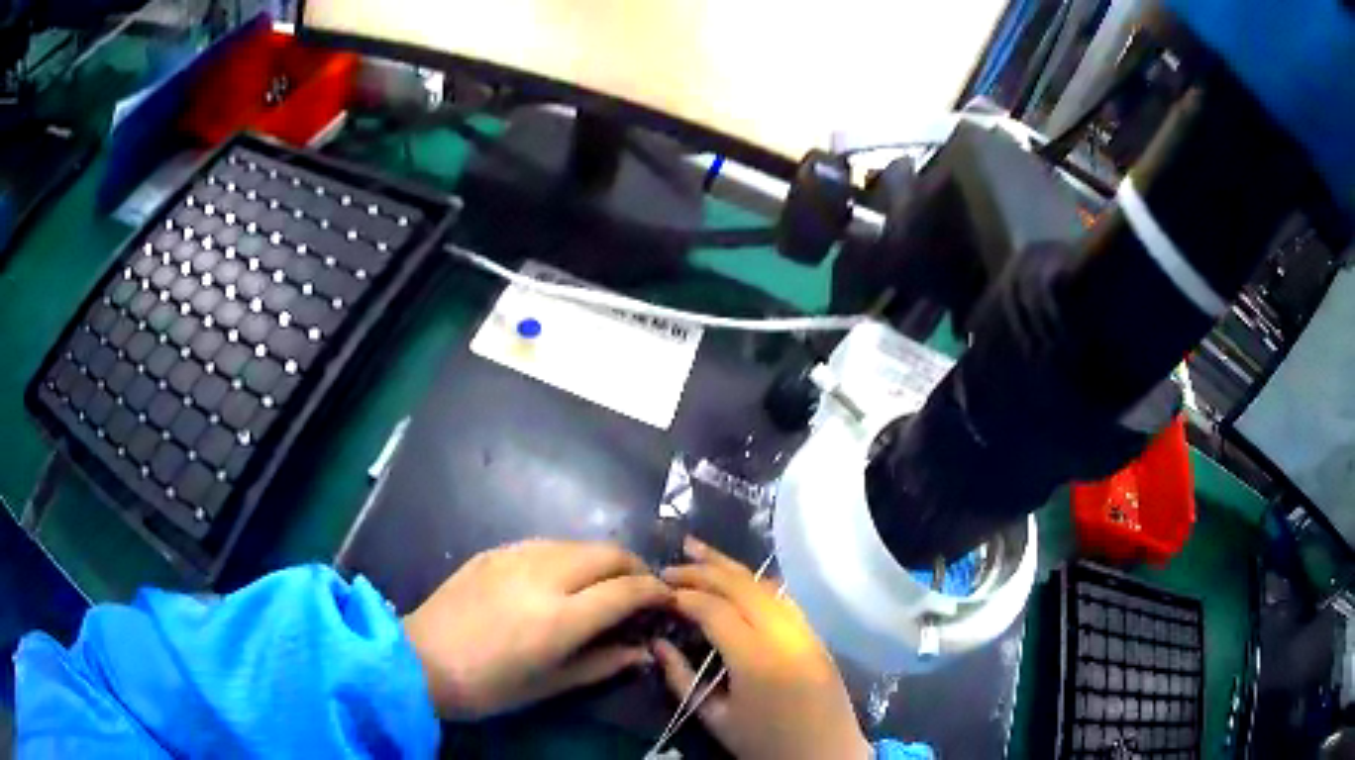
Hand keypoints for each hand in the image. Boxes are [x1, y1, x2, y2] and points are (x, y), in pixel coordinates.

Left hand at [402, 540, 670, 719]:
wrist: (419, 661)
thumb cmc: (488, 687)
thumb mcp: (549, 685)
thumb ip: (602, 664)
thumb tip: (642, 652)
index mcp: (559, 618)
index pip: (625, 590)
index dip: (655, 592)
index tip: (668, 600)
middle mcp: (542, 577)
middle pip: (607, 553)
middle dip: (635, 566)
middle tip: (641, 588)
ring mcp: (514, 557)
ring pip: (576, 543)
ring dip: (601, 559)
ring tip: (604, 582)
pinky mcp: (492, 552)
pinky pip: (544, 544)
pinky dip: (567, 556)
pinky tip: (561, 577)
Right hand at [654, 538, 870, 759]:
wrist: (826, 755)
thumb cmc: (766, 744)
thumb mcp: (716, 719)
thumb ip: (681, 679)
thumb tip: (657, 644)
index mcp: (756, 657)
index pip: (715, 609)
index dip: (684, 595)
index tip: (658, 590)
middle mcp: (784, 634)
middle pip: (742, 585)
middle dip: (704, 569)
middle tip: (671, 564)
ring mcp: (805, 630)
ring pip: (766, 585)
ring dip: (731, 568)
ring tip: (699, 553)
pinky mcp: (816, 635)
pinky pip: (783, 598)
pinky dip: (756, 583)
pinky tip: (738, 581)